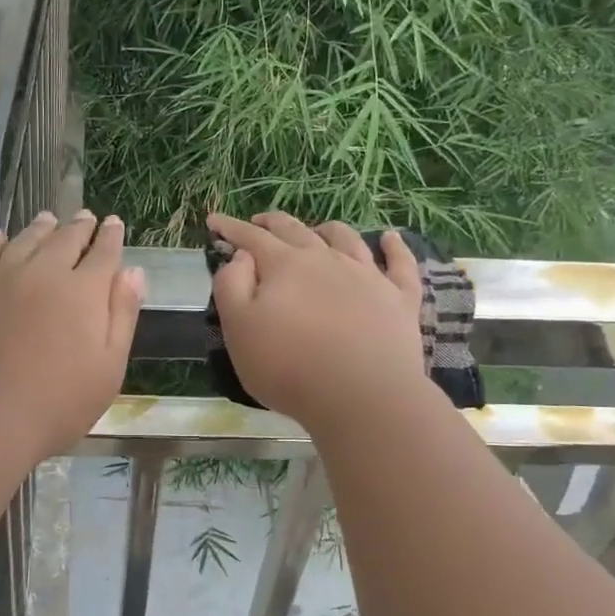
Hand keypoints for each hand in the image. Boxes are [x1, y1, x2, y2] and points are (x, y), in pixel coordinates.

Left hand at [0, 210, 145, 465]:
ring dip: (41, 227)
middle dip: (79, 226)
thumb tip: (134, 271)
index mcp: (84, 292)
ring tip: (48, 219)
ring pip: (26, 240)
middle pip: (66, 239)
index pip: (103, 253)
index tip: (115, 223)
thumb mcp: (108, 368)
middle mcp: (44, 272)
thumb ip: (122, 315)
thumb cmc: (57, 404)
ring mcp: (1, 277)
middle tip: (85, 216)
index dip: (111, 236)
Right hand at [207, 211, 427, 431]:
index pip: (251, 238)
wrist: (362, 395)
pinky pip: (400, 263)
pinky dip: (394, 246)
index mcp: (284, 266)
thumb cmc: (288, 367)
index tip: (214, 220)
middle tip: (258, 221)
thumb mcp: (239, 329)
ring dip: (326, 229)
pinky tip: (389, 237)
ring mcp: (367, 275)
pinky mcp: (399, 298)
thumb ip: (232, 285)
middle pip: (296, 230)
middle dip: (272, 223)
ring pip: (346, 239)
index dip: (230, 228)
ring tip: (317, 229)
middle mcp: (326, 259)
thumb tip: (242, 255)